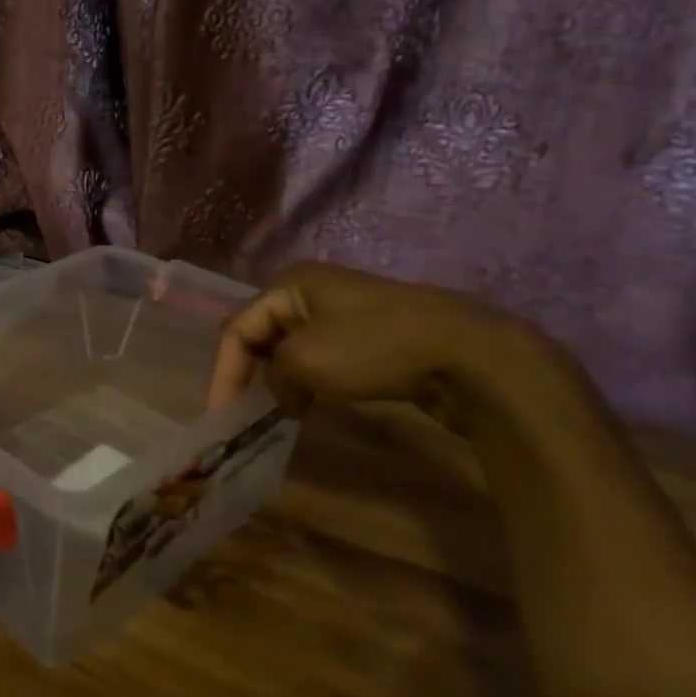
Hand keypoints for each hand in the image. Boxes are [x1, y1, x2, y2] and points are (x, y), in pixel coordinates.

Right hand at [207, 261, 564, 420]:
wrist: (472, 355)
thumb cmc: (375, 348)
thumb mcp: (306, 362)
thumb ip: (274, 377)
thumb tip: (282, 394)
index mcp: (290, 283)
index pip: (239, 326)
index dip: (225, 370)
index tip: (223, 413)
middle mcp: (313, 290)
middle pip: (263, 333)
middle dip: (250, 372)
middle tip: (244, 412)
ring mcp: (346, 311)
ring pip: (292, 347)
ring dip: (280, 380)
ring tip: (277, 413)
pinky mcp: (373, 336)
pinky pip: (323, 357)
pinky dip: (310, 381)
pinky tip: (313, 404)